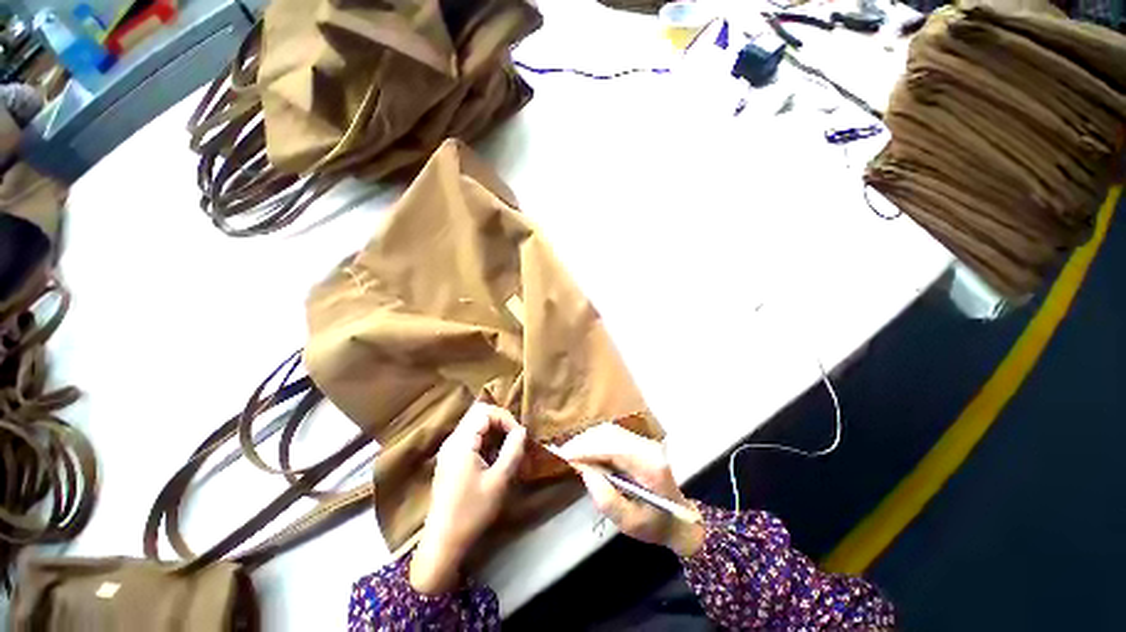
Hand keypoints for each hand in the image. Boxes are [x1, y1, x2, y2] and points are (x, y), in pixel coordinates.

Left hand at [410, 403, 526, 593]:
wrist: (443, 543)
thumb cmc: (472, 511)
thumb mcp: (499, 480)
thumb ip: (513, 450)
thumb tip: (521, 431)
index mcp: (461, 442)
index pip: (485, 412)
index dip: (505, 418)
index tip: (518, 436)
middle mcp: (452, 441)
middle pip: (478, 414)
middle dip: (500, 422)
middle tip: (514, 440)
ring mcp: (449, 451)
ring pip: (474, 426)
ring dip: (493, 432)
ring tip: (506, 451)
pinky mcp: (449, 461)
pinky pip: (470, 439)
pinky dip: (485, 441)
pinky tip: (493, 460)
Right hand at [560, 424, 703, 557]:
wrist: (679, 518)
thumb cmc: (655, 525)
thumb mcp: (629, 522)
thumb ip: (605, 497)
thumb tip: (584, 469)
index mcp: (650, 466)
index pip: (614, 447)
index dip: (588, 448)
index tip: (566, 454)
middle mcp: (648, 447)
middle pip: (610, 434)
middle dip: (585, 441)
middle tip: (564, 453)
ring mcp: (645, 442)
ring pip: (610, 432)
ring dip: (589, 439)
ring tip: (572, 453)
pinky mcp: (639, 443)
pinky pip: (613, 436)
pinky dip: (596, 441)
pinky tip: (586, 451)